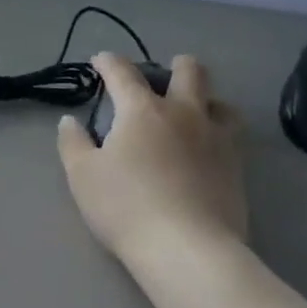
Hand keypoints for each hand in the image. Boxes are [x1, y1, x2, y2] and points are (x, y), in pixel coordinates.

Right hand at [57, 53, 245, 262]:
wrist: (186, 247)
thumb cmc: (125, 207)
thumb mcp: (83, 176)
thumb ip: (73, 144)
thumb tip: (70, 121)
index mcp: (142, 110)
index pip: (123, 73)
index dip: (109, 62)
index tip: (101, 60)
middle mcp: (184, 114)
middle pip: (190, 72)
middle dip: (176, 65)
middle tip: (165, 74)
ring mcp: (216, 138)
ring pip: (220, 102)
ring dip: (206, 100)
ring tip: (195, 113)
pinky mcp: (236, 166)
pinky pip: (232, 136)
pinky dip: (218, 133)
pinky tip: (207, 151)